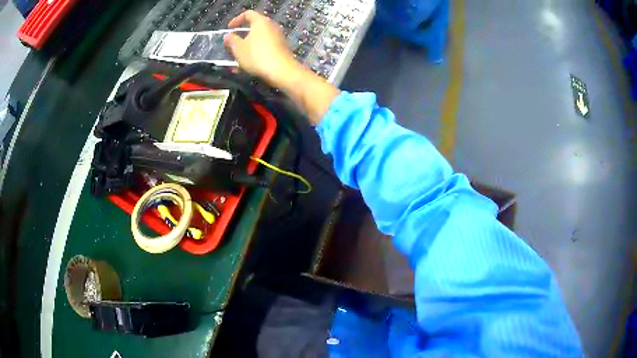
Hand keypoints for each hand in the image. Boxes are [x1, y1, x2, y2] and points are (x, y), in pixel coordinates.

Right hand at [224, 11, 301, 88]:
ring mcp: (278, 37)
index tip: (229, 28)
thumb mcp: (238, 48)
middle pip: (254, 27)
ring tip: (237, 58)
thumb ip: (231, 40)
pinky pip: (265, 47)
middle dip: (242, 36)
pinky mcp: (281, 49)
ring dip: (247, 47)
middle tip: (233, 44)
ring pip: (259, 39)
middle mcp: (272, 26)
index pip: (248, 14)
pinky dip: (255, 53)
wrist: (281, 70)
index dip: (237, 19)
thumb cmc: (257, 55)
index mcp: (261, 21)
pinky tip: (247, 65)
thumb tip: (228, 36)